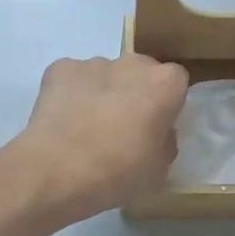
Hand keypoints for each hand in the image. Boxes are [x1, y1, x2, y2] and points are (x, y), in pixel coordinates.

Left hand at [10, 55, 187, 221]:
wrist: (58, 171)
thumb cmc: (118, 172)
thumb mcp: (159, 168)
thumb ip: (165, 141)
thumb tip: (156, 132)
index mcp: (164, 84)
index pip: (176, 81)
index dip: (166, 102)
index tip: (156, 124)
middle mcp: (132, 63)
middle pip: (140, 71)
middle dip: (135, 91)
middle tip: (123, 126)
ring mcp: (93, 63)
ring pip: (105, 74)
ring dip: (103, 92)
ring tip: (87, 127)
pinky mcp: (59, 68)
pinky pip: (73, 78)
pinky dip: (71, 93)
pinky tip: (64, 121)